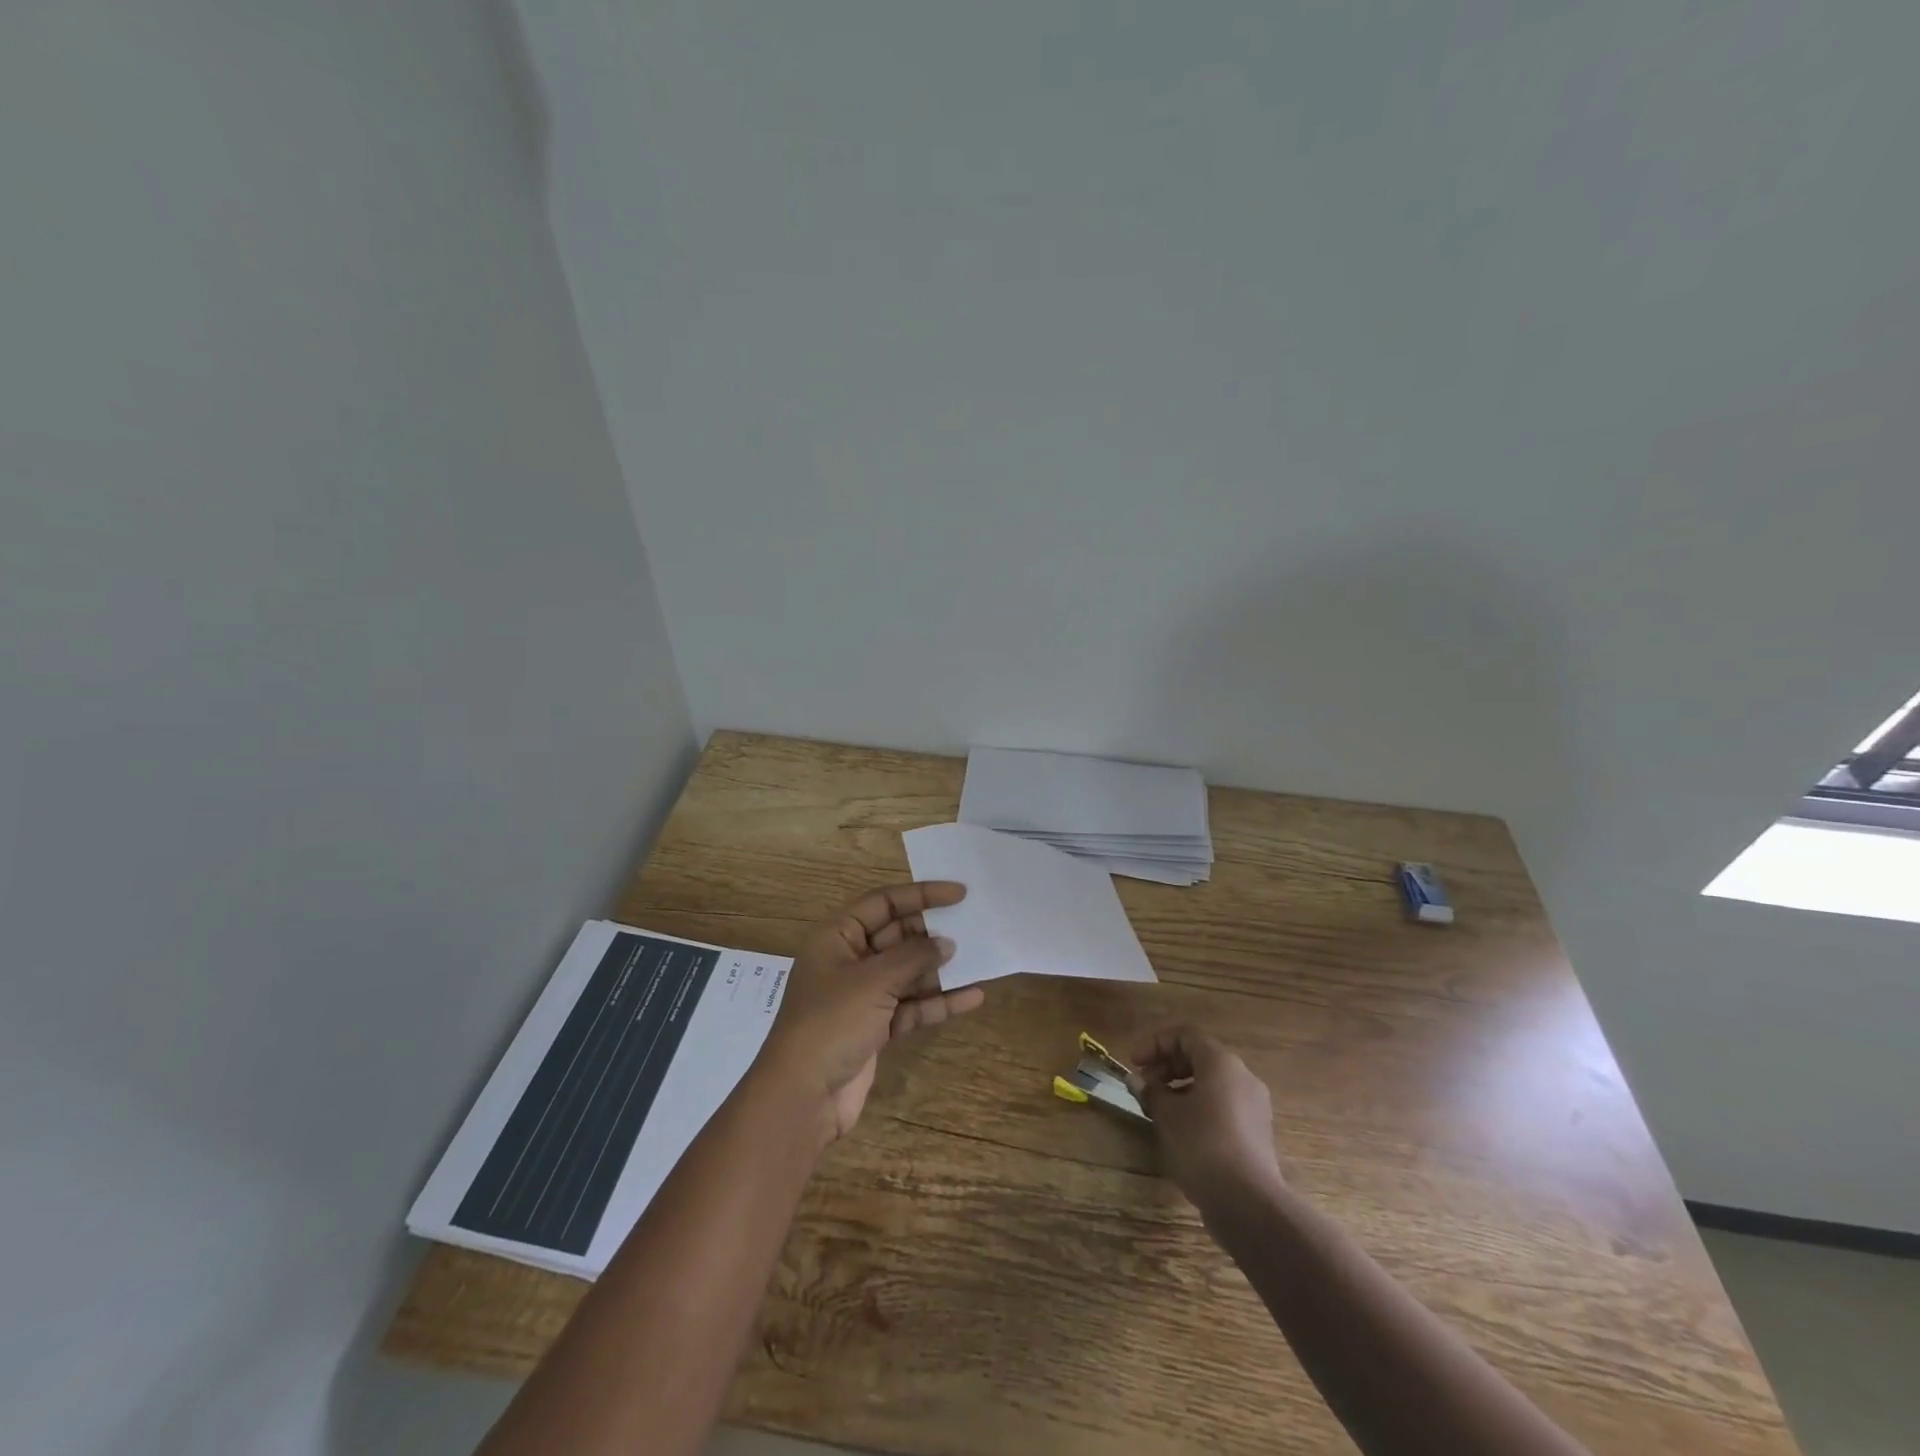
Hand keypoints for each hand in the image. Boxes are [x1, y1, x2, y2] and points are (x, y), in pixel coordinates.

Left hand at [756, 880, 984, 1143]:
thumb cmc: (831, 1022)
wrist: (803, 1097)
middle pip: (897, 936)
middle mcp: (848, 960)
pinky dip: (938, 1003)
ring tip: (978, 959)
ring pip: (907, 973)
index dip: (921, 894)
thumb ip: (913, 957)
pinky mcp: (875, 1028)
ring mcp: (862, 997)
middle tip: (971, 927)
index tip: (959, 894)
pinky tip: (972, 998)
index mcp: (837, 936)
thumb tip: (946, 943)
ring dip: (939, 969)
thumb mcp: (873, 981)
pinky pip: (912, 1006)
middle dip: (931, 933)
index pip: (883, 902)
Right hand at [1129, 1025, 1282, 1212]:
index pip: (1185, 1035)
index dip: (1155, 1043)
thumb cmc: (1202, 1145)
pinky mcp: (1256, 1134)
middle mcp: (1242, 1077)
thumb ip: (1150, 1092)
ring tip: (1158, 1111)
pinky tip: (1181, 1132)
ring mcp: (1254, 1107)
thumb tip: (1136, 1080)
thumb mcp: (1167, 1115)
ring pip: (1211, 1084)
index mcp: (1221, 1063)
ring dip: (1181, 1089)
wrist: (1249, 1203)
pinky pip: (1222, 1107)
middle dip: (1167, 1067)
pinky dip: (1199, 1108)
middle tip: (1144, 1086)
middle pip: (1200, 1057)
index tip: (1134, 1063)